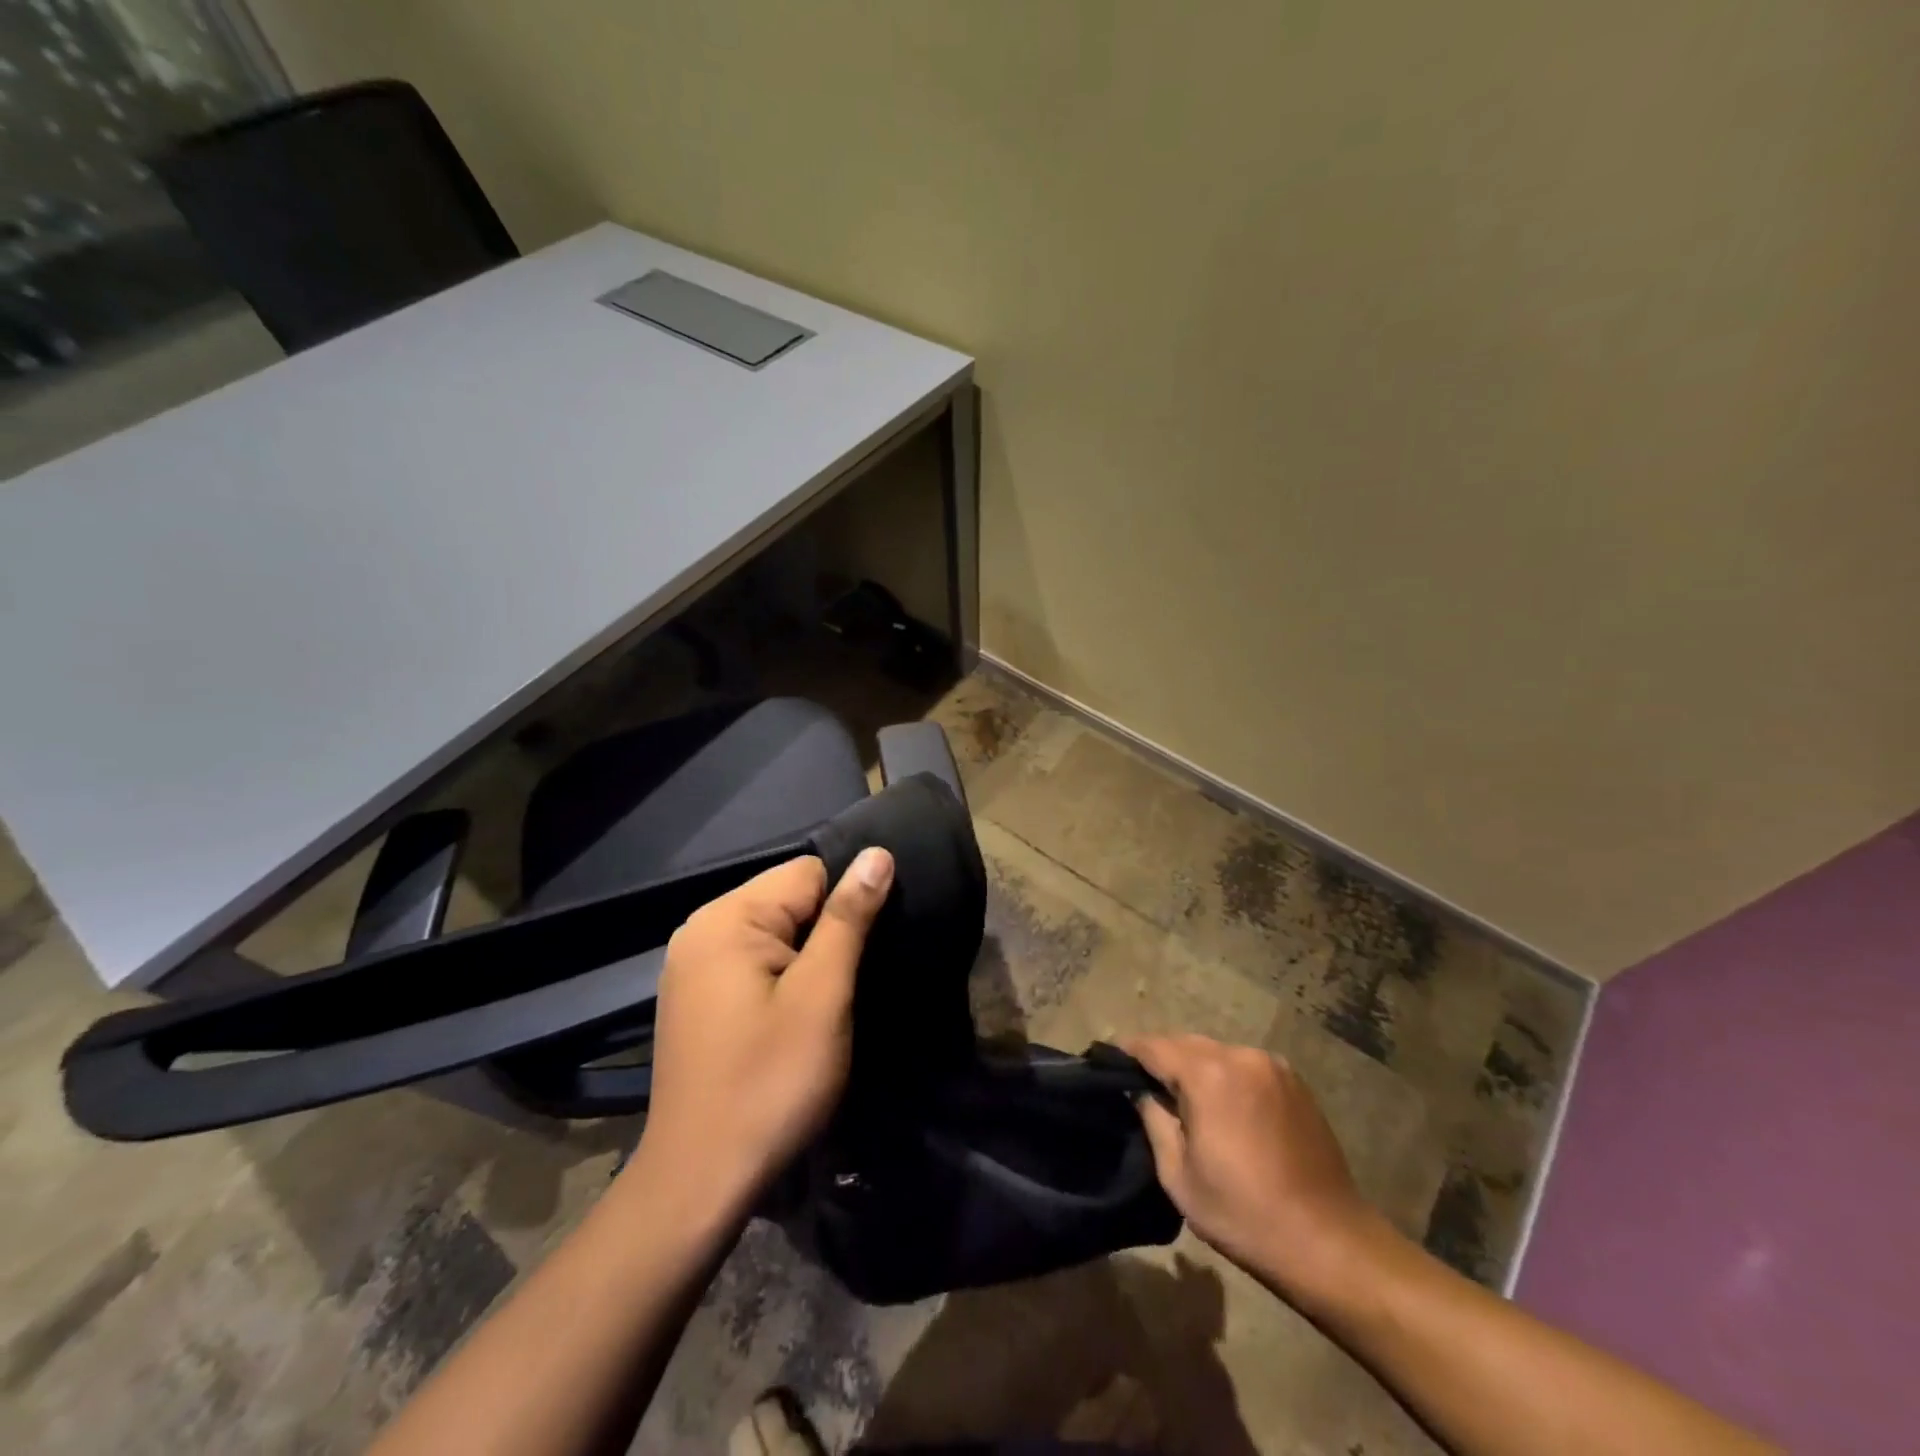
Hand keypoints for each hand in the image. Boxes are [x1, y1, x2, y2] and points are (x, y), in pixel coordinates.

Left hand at [630, 848, 893, 1214]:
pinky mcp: (696, 997)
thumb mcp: (821, 996)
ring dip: (806, 959)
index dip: (846, 906)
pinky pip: (752, 961)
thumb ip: (848, 919)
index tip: (864, 954)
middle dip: (825, 933)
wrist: (700, 1181)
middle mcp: (701, 929)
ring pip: (773, 932)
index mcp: (726, 918)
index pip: (808, 872)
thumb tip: (877, 853)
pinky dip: (781, 978)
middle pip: (788, 899)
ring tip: (825, 1004)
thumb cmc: (769, 1082)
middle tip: (845, 988)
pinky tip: (791, 1018)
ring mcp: (692, 965)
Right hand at [1125, 1034, 1381, 1306]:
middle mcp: (1240, 1055)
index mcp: (1208, 1073)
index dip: (1127, 1053)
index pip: (1153, 1046)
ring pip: (1216, 1053)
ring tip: (1184, 1101)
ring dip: (1195, 1068)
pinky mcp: (1294, 1081)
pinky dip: (1226, 1077)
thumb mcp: (1179, 1175)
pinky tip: (1225, 1109)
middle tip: (1143, 1088)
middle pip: (1186, 1044)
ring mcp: (1272, 1065)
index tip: (1107, 1063)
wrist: (1330, 1243)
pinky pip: (1245, 1066)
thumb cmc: (1244, 1214)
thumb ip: (1153, 1120)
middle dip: (1162, 1060)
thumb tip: (1139, 1091)